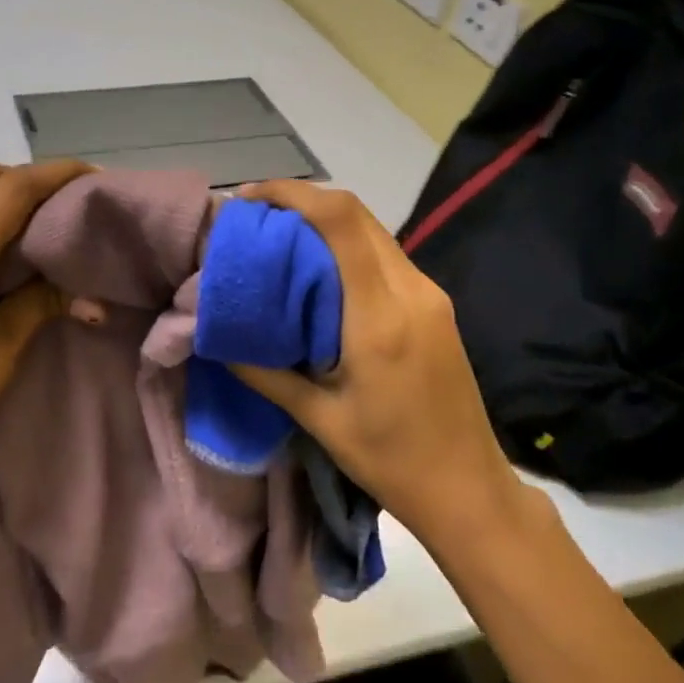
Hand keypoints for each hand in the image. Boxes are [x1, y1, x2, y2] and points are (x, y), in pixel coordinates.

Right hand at [229, 180, 541, 544]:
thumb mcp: (318, 419)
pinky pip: (385, 257)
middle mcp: (411, 291)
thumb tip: (216, 338)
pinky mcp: (435, 307)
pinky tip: (318, 272)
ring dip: (325, 223)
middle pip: (358, 214)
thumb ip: (265, 371)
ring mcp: (429, 296)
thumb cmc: (390, 459)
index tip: (249, 200)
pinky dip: (347, 248)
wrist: (467, 487)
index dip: (293, 194)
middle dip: (303, 201)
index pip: (340, 222)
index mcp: (379, 317)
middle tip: (255, 218)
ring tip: (279, 240)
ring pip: (373, 232)